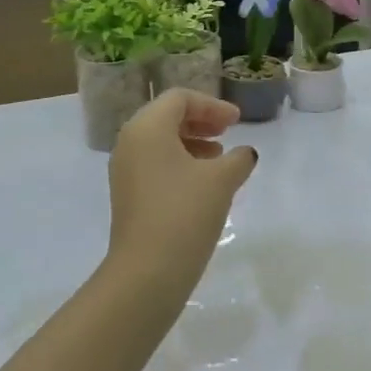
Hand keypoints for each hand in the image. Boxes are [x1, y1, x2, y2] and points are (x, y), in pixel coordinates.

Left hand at [107, 89, 258, 305]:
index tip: (237, 121)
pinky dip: (179, 162)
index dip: (212, 105)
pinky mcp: (127, 194)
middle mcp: (130, 141)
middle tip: (228, 132)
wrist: (147, 271)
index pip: (180, 99)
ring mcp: (124, 169)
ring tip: (219, 158)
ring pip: (160, 141)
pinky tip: (202, 182)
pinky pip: (154, 163)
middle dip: (200, 120)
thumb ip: (238, 159)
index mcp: (147, 127)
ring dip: (191, 142)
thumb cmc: (185, 213)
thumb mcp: (221, 180)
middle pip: (167, 116)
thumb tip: (246, 154)